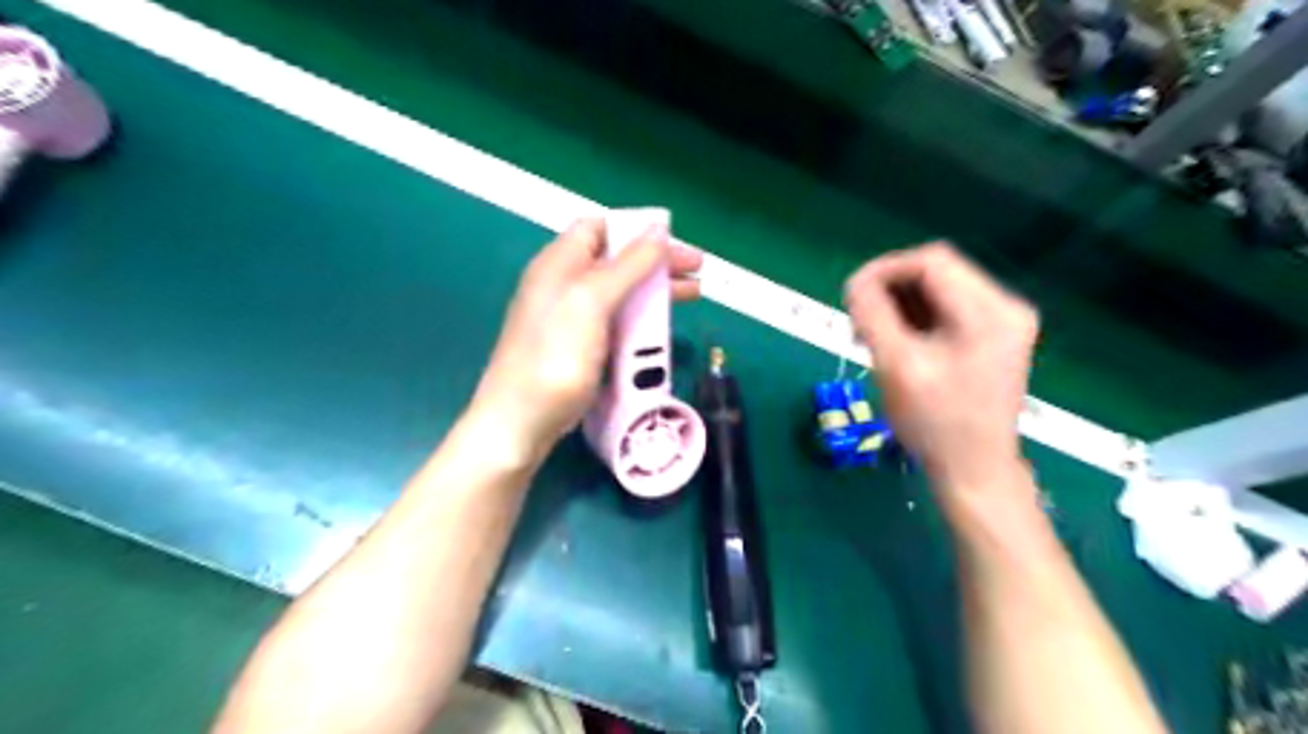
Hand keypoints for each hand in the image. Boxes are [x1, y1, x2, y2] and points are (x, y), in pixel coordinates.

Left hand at [465, 215, 700, 460]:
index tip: (671, 239)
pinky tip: (662, 328)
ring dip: (654, 289)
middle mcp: (564, 284)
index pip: (598, 227)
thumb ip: (627, 265)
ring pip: (619, 291)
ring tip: (693, 295)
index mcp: (559, 263)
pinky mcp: (579, 347)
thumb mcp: (593, 301)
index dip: (635, 228)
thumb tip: (658, 230)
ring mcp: (571, 318)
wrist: (521, 422)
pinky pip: (616, 320)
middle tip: (697, 270)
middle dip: (657, 261)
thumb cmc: (556, 356)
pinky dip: (641, 318)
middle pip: (616, 259)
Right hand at [848, 245, 1043, 491]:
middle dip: (889, 291)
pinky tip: (895, 342)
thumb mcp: (896, 366)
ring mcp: (1002, 323)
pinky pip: (945, 310)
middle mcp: (1005, 307)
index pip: (930, 262)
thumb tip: (855, 283)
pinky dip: (914, 319)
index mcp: (990, 312)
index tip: (851, 296)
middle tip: (858, 323)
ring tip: (872, 336)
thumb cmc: (935, 423)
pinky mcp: (992, 337)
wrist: (973, 470)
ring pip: (937, 290)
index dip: (884, 270)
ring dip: (898, 304)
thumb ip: (873, 316)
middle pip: (935, 273)